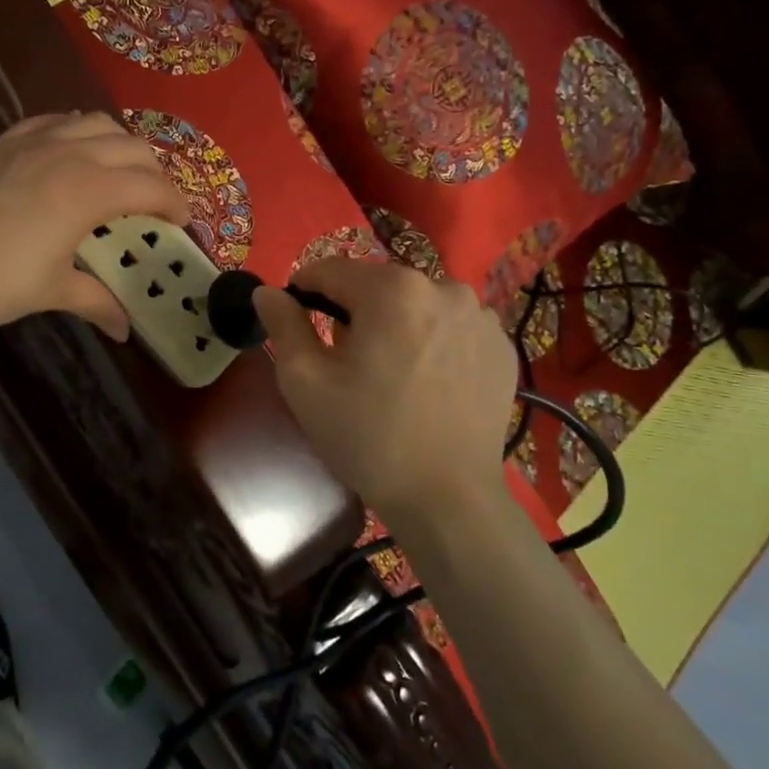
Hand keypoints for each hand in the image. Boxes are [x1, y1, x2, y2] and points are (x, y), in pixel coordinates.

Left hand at [0, 112, 190, 339]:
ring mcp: (35, 141)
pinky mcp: (6, 141)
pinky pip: (55, 120)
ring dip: (119, 144)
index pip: (151, 186)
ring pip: (95, 123)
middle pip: (132, 147)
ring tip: (119, 171)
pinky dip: (76, 130)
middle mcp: (70, 154)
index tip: (183, 222)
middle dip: (154, 172)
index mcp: (89, 191)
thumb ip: (95, 301)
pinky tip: (72, 149)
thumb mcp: (52, 291)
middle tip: (155, 202)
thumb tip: (124, 330)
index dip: (175, 203)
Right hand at [254, 257, 519, 522]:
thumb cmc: (367, 437)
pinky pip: (450, 326)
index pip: (330, 269)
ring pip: (415, 303)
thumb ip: (283, 325)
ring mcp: (480, 316)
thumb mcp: (305, 381)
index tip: (297, 325)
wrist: (447, 499)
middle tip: (344, 362)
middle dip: (353, 312)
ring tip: (390, 374)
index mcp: (392, 290)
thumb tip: (267, 292)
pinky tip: (427, 382)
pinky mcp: (501, 345)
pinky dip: (432, 341)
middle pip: (375, 285)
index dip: (303, 293)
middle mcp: (443, 287)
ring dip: (395, 324)